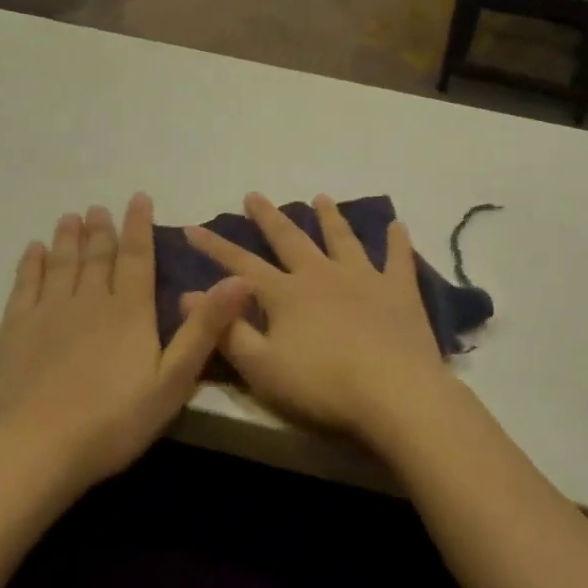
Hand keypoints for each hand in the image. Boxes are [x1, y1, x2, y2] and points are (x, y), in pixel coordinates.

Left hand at [0, 194, 251, 493]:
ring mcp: (48, 313)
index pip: (137, 257)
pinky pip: (25, 285)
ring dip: (68, 238)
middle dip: (102, 229)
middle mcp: (90, 301)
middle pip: (98, 256)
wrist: (34, 451)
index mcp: (130, 311)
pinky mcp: (15, 330)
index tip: (137, 198)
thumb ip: (205, 328)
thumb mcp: (173, 380)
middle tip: (100, 207)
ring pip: (62, 264)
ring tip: (71, 217)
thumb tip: (239, 279)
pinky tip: (34, 251)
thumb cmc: (113, 422)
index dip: (139, 226)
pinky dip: (31, 264)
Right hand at [184, 193, 454, 449]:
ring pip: (342, 239)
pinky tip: (397, 225)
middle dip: (269, 218)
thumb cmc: (322, 385)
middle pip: (291, 239)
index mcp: (286, 294)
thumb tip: (187, 295)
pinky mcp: (399, 291)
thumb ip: (226, 330)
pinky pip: (398, 258)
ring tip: (321, 197)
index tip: (193, 227)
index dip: (214, 248)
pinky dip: (397, 241)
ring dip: (330, 217)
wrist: (394, 392)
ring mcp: (364, 278)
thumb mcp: (261, 367)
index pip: (240, 265)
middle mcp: (322, 274)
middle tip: (254, 195)